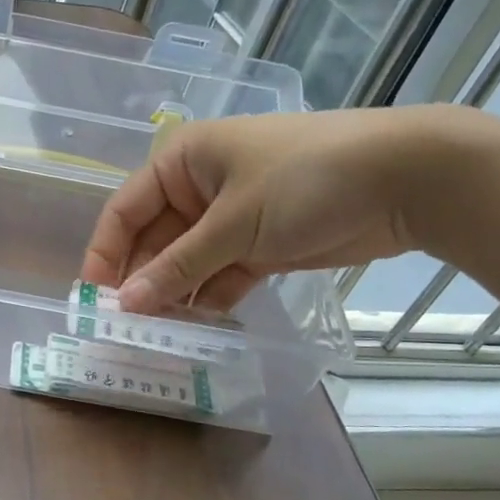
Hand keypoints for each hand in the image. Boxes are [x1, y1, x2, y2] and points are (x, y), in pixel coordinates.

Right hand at [82, 107, 453, 313]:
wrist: (406, 180)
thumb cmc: (305, 181)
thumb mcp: (233, 223)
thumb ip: (179, 266)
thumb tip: (126, 305)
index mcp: (181, 161)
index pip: (124, 210)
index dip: (105, 253)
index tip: (93, 299)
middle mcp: (198, 187)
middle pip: (153, 240)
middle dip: (141, 281)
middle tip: (124, 329)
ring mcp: (230, 217)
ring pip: (186, 262)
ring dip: (174, 296)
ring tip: (155, 338)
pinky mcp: (260, 244)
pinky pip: (219, 275)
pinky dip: (209, 299)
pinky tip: (195, 330)